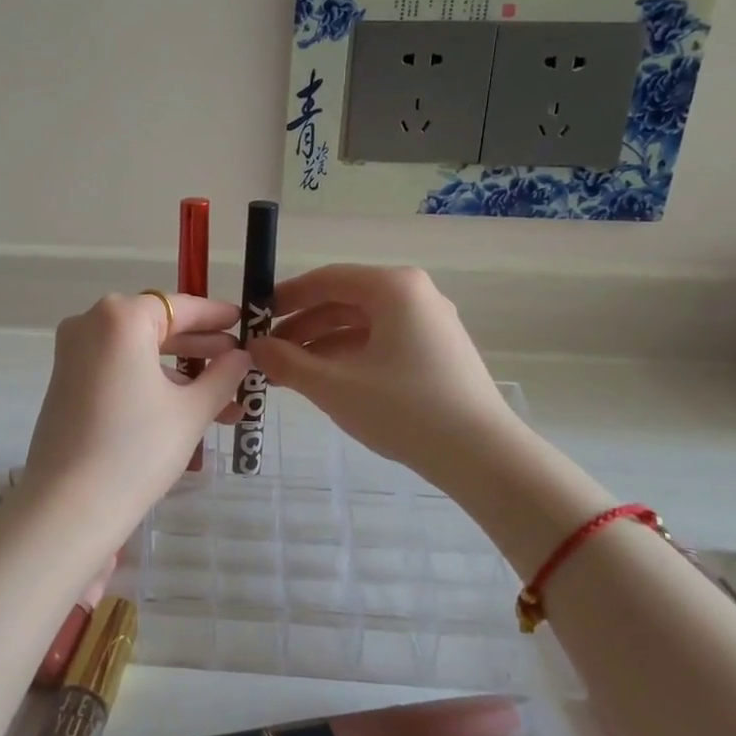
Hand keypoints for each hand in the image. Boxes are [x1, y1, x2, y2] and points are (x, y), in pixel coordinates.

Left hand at [19, 293, 250, 533]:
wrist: (69, 507)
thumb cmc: (137, 449)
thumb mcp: (191, 411)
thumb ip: (222, 375)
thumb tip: (241, 356)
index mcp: (120, 317)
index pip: (179, 306)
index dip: (215, 315)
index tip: (243, 321)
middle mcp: (90, 324)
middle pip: (156, 327)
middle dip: (200, 349)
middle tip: (238, 364)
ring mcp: (72, 354)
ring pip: (138, 352)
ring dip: (179, 373)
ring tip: (223, 402)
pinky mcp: (65, 383)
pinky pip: (118, 370)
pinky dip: (150, 383)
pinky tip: (185, 410)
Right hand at [250, 265, 510, 474]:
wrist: (481, 456)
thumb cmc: (403, 409)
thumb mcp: (334, 385)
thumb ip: (287, 362)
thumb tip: (253, 347)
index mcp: (393, 288)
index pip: (326, 279)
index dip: (285, 297)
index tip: (255, 317)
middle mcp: (414, 295)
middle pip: (343, 301)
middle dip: (301, 326)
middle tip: (266, 352)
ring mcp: (429, 324)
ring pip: (361, 324)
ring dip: (321, 345)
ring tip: (287, 373)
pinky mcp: (436, 352)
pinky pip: (380, 342)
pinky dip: (348, 357)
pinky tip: (324, 382)